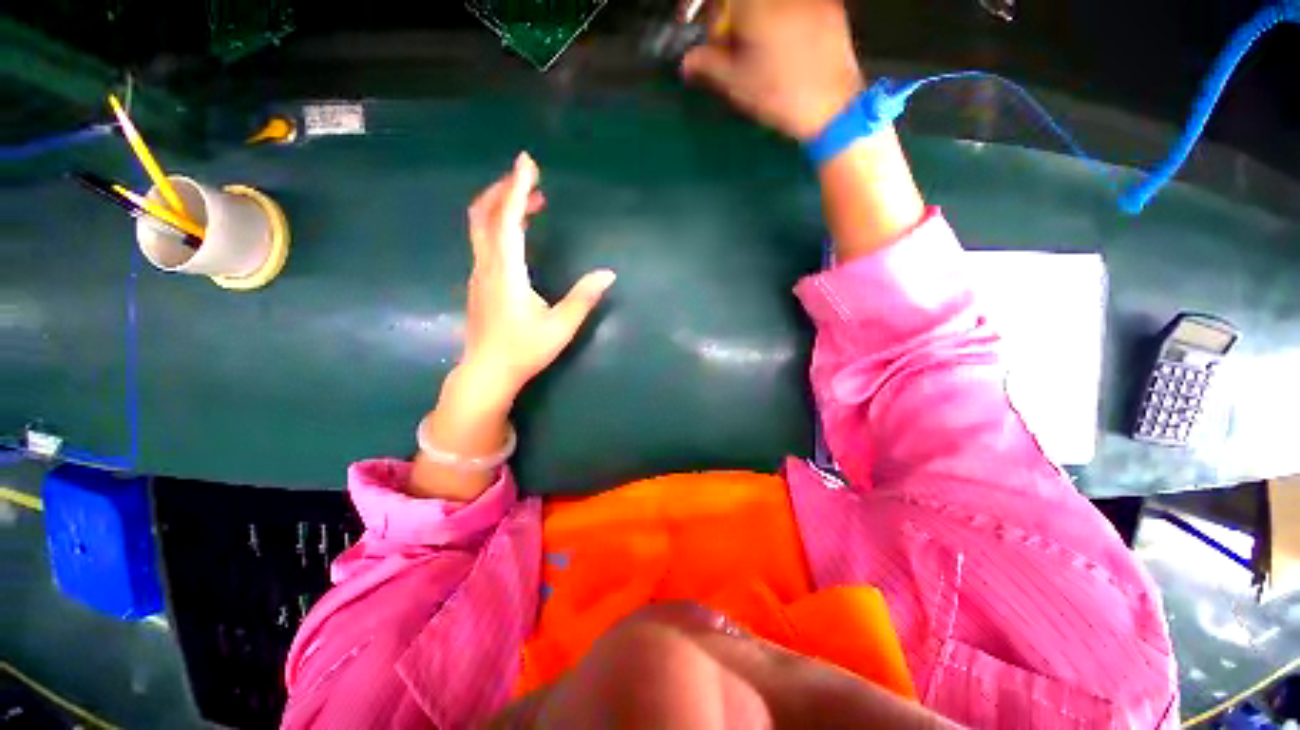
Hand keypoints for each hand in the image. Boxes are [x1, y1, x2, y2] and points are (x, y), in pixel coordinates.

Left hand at [461, 152, 616, 403]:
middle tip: (531, 181)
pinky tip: (519, 234)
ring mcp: (479, 273)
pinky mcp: (480, 282)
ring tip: (532, 203)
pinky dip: (500, 224)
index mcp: (507, 271)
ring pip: (481, 226)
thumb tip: (609, 273)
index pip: (508, 219)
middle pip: (485, 213)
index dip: (518, 187)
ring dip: (502, 206)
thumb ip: (584, 298)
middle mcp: (487, 265)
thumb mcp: (560, 327)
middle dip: (505, 189)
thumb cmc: (524, 350)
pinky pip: (485, 240)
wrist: (487, 372)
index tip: (527, 161)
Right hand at [680, 0, 864, 140]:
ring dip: (752, 17)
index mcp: (756, 7)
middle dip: (727, 13)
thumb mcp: (738, 84)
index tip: (696, 22)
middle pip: (743, 1)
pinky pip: (793, 6)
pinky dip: (778, 17)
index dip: (701, 6)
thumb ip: (709, 64)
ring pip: (768, 4)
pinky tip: (779, 44)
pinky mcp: (829, 6)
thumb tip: (687, 61)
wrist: (833, 107)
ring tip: (753, 46)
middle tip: (725, 41)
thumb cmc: (781, 97)